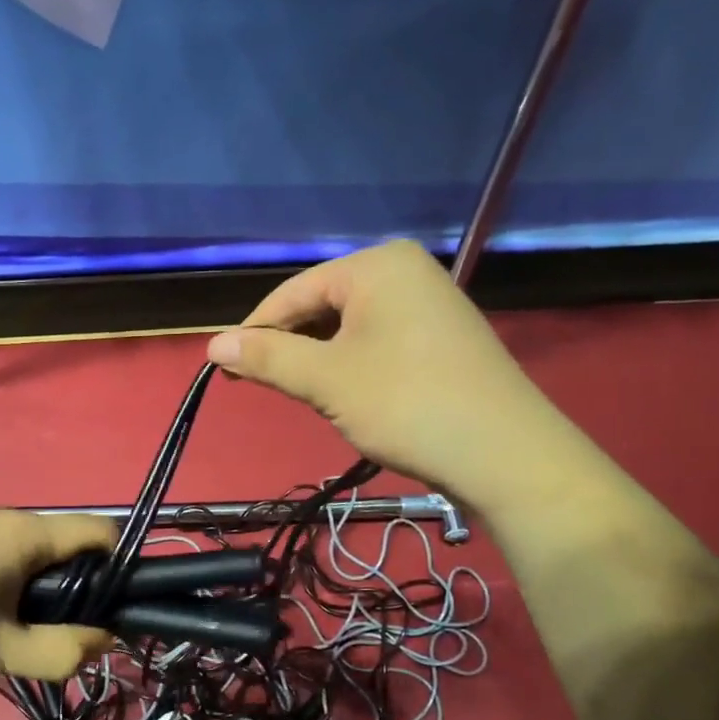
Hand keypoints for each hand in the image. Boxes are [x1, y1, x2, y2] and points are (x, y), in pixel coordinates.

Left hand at [0, 504, 117, 689]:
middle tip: (42, 633)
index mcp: (22, 531)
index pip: (98, 531)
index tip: (105, 610)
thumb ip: (60, 651)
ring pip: (18, 548)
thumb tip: (104, 639)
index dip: (117, 567)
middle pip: (57, 542)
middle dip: (65, 585)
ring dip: (25, 584)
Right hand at [206, 240, 574, 518]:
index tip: (222, 367)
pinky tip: (342, 393)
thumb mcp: (327, 380)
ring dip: (317, 358)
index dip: (254, 329)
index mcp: (378, 265)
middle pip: (322, 306)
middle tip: (257, 383)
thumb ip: (268, 357)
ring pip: (349, 327)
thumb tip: (213, 345)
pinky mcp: (442, 339)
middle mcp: (406, 272)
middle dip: (288, 345)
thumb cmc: (407, 404)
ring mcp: (429, 304)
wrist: (505, 454)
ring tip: (297, 392)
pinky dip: (350, 365)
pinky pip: (377, 341)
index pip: (294, 291)